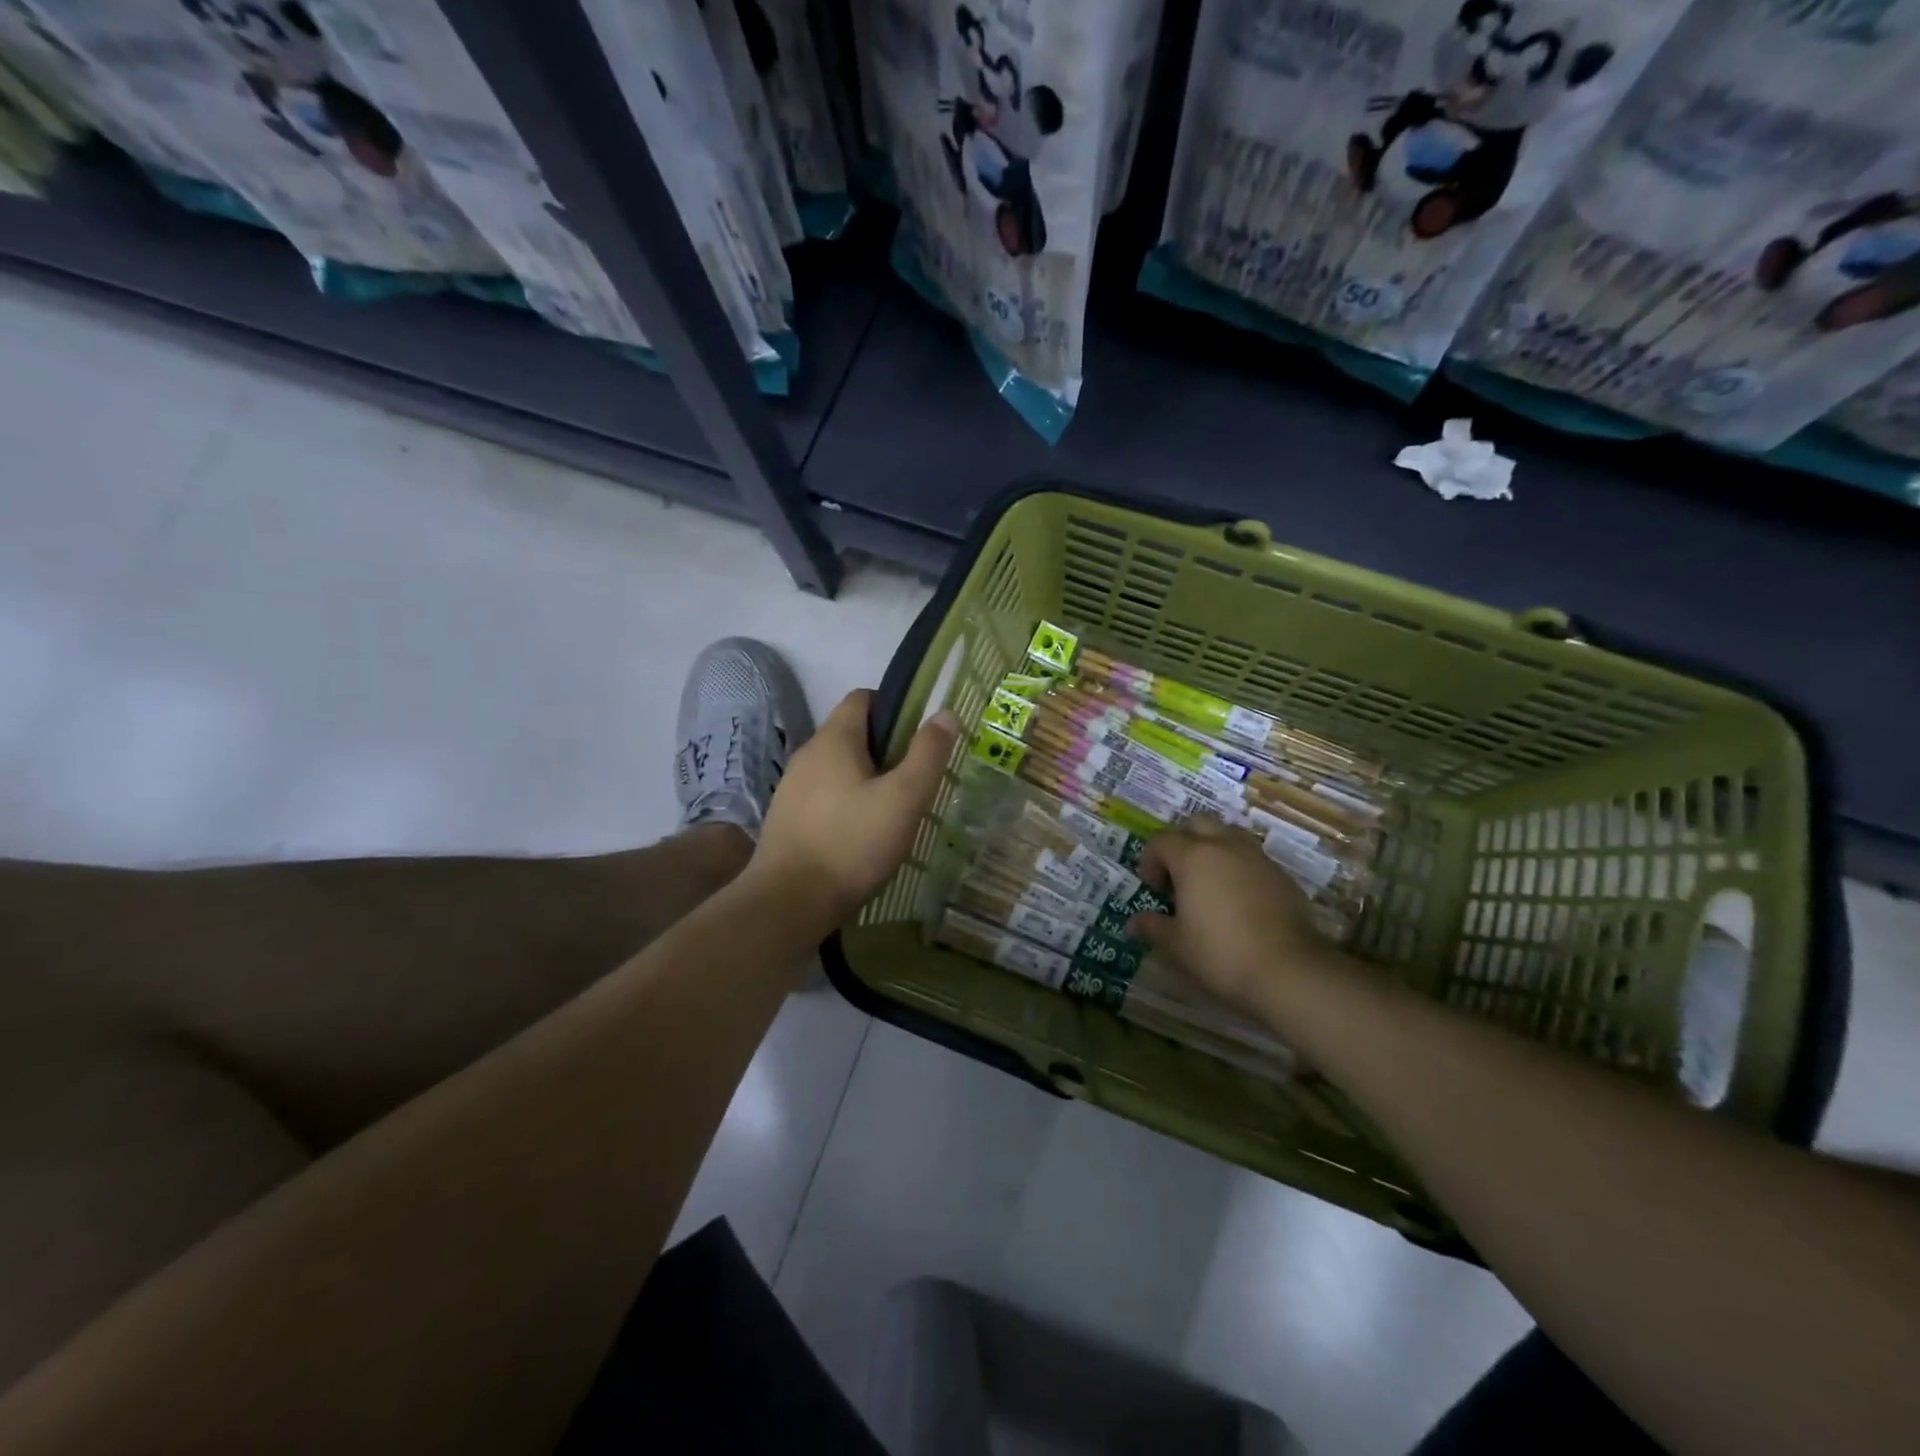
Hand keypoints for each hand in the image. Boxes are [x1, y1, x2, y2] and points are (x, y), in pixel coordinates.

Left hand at [748, 690, 959, 930]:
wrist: (789, 903)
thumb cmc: (852, 843)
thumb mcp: (903, 798)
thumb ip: (927, 754)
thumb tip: (945, 713)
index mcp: (834, 739)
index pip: (862, 698)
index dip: (894, 707)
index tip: (920, 736)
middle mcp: (807, 755)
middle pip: (851, 733)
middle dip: (886, 748)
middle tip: (916, 779)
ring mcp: (792, 788)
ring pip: (837, 768)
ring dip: (866, 779)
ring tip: (894, 810)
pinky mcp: (787, 819)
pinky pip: (824, 796)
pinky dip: (846, 803)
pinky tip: (863, 834)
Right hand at [1126, 815, 1341, 1016]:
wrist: (1289, 970)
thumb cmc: (1220, 953)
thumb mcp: (1176, 945)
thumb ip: (1153, 927)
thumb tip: (1134, 922)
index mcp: (1193, 857)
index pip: (1161, 840)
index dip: (1150, 860)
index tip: (1153, 888)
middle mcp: (1225, 846)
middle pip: (1198, 824)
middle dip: (1183, 841)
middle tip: (1179, 873)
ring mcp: (1257, 858)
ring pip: (1229, 835)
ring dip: (1214, 849)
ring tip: (1210, 881)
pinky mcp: (1282, 875)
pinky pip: (1253, 858)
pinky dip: (1239, 868)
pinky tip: (1239, 899)